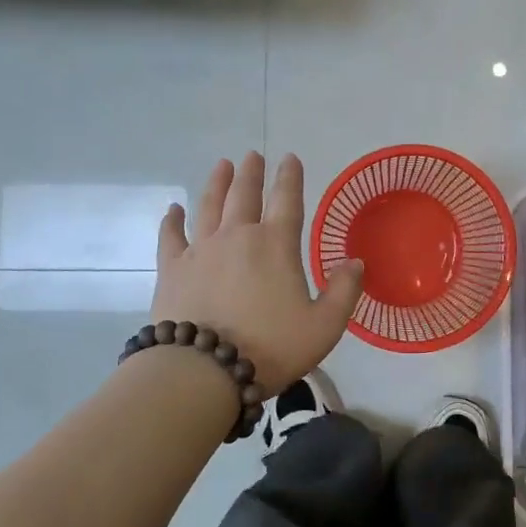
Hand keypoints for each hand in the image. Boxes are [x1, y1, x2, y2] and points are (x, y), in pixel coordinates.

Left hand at [150, 152, 363, 394]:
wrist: (202, 370)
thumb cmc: (269, 348)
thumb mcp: (323, 327)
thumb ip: (343, 292)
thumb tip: (354, 261)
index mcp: (275, 245)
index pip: (287, 201)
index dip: (290, 177)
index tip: (290, 158)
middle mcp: (237, 236)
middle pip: (244, 195)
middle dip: (251, 173)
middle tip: (252, 156)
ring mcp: (200, 250)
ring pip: (209, 206)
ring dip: (216, 183)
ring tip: (221, 166)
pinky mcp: (172, 269)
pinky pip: (171, 236)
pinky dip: (172, 220)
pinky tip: (173, 210)